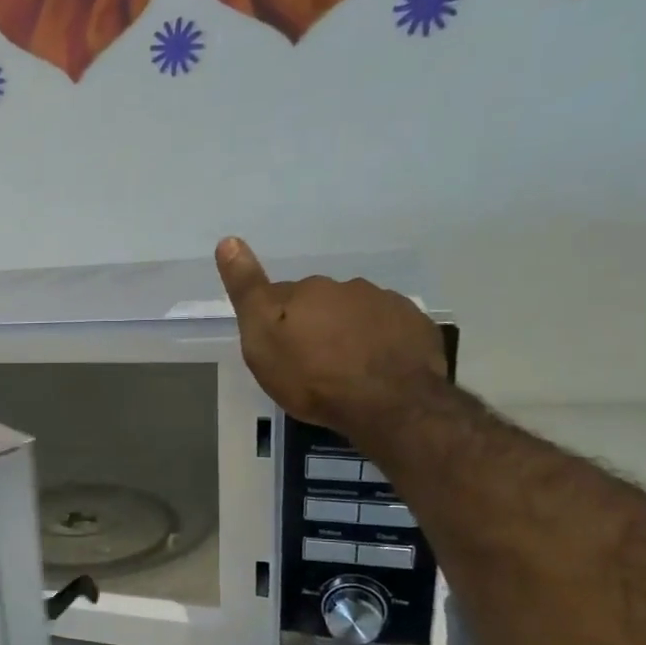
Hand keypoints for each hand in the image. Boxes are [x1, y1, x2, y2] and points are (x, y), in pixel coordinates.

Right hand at [214, 236, 445, 434]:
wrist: (388, 403)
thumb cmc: (312, 377)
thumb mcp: (262, 340)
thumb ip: (247, 292)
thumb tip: (229, 241)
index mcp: (306, 291)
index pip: (280, 297)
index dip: (275, 320)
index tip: (276, 347)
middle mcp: (346, 287)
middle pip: (320, 303)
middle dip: (313, 325)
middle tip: (308, 364)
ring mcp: (386, 304)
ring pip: (355, 314)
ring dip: (346, 333)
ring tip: (343, 370)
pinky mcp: (416, 325)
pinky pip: (388, 329)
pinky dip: (379, 342)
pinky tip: (374, 369)